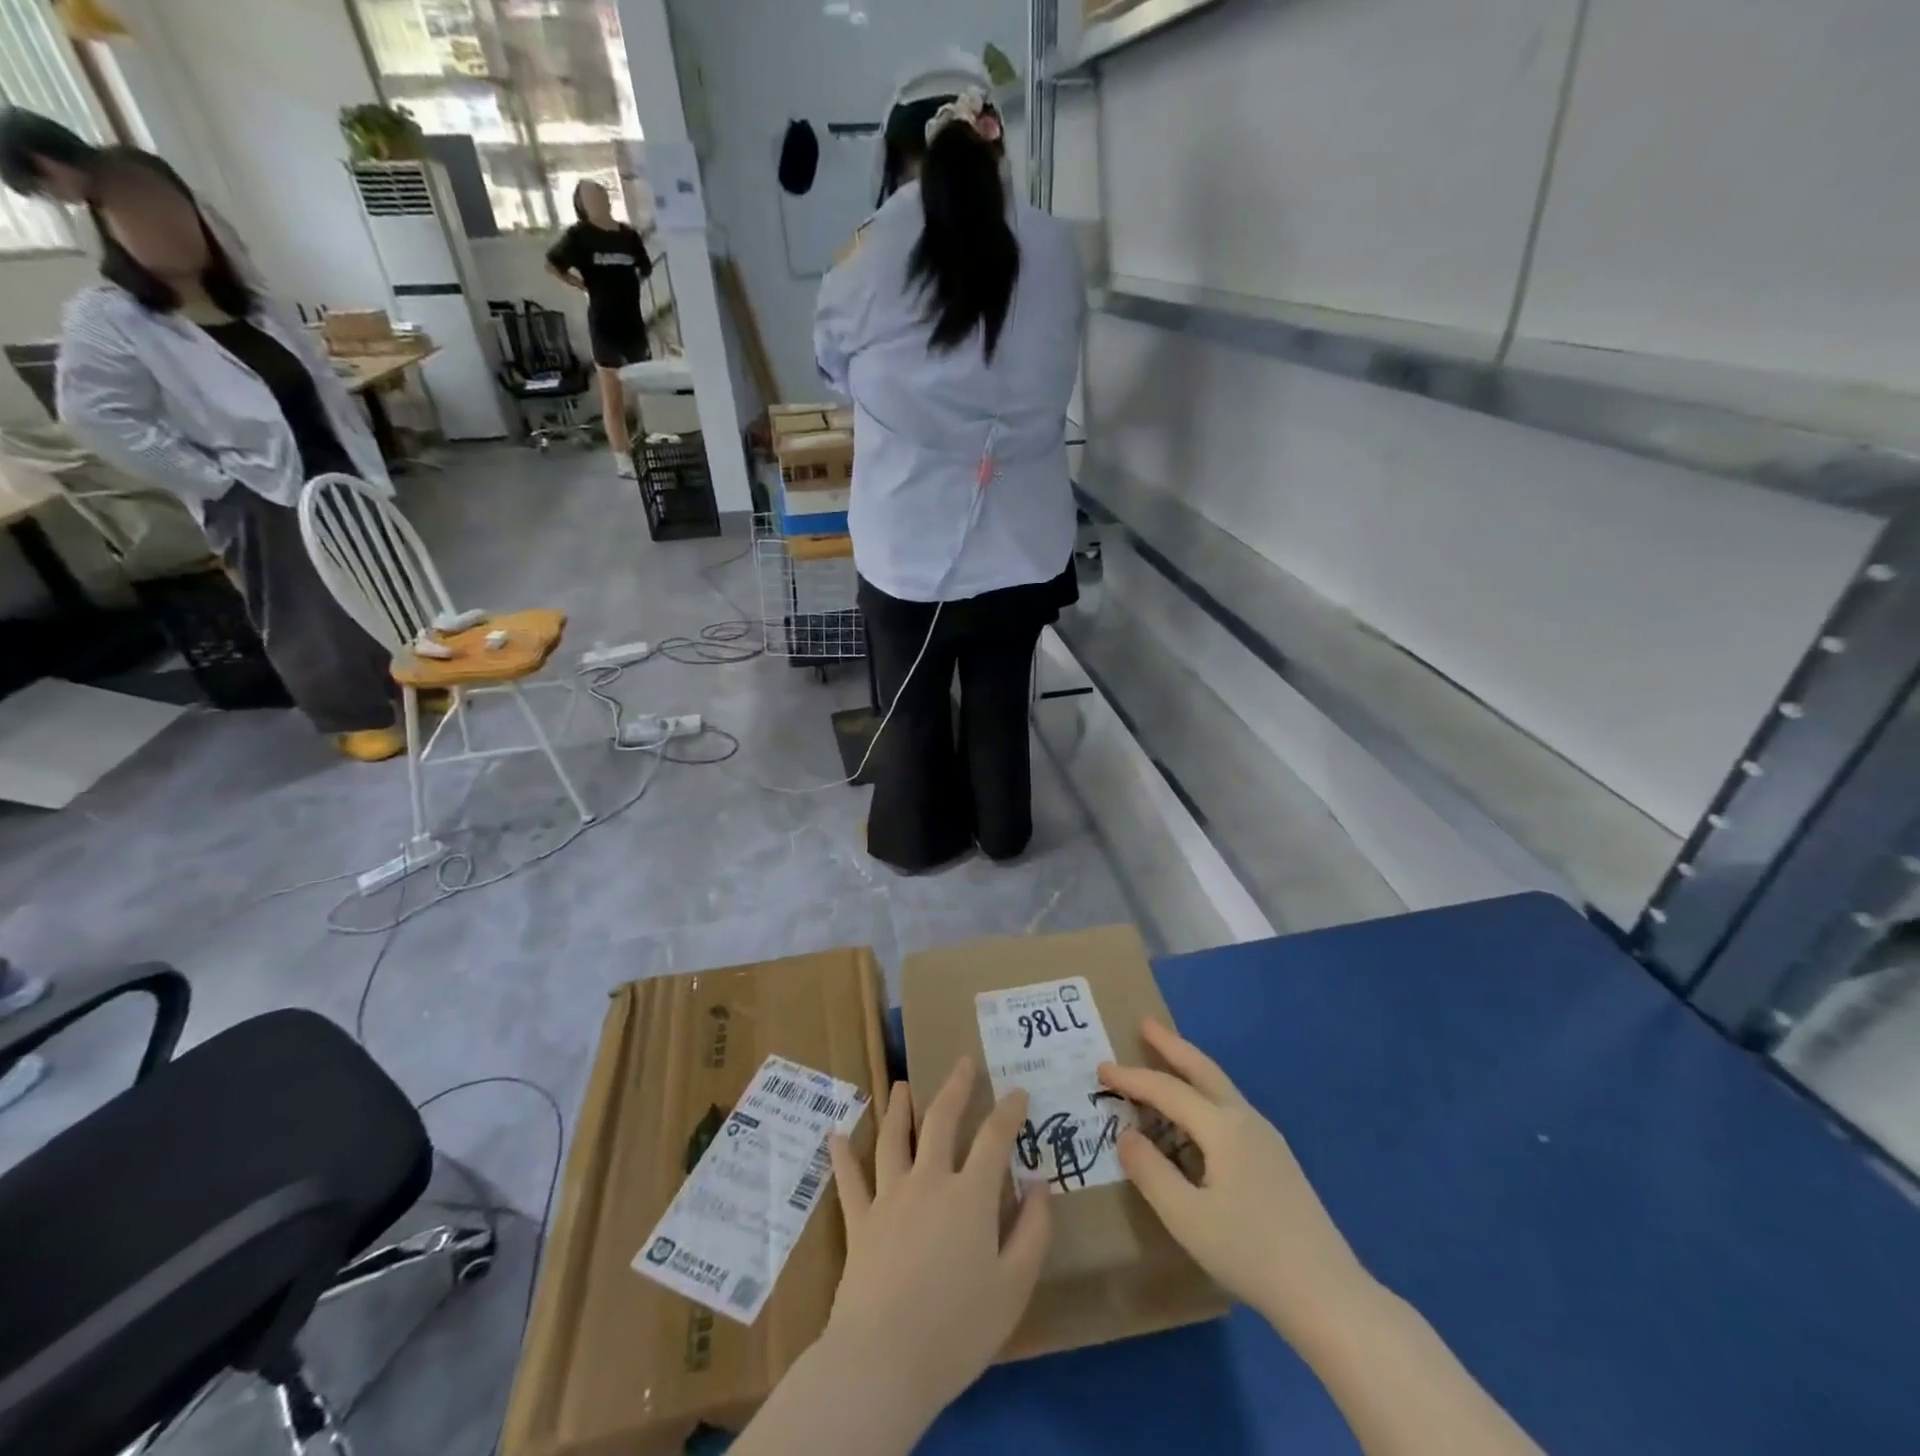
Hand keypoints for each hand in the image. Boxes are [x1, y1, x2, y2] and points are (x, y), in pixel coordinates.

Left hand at [824, 1059, 1051, 1424]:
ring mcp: (889, 1197)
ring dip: (899, 1108)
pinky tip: (835, 1135)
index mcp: (969, 1195)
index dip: (1009, 1110)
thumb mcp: (1013, 1287)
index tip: (1018, 1090)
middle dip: (955, 1087)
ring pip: (893, 1138)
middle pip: (941, 1120)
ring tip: (902, 1085)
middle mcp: (928, 1181)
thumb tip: (1040, 1185)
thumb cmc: (957, 1329)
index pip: (994, 1138)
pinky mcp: (859, 1221)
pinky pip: (849, 1181)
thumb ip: (1032, 1232)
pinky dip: (843, 1156)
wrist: (884, 1361)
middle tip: (963, 1062)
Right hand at [1099, 1018, 1373, 1346]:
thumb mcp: (1186, 1218)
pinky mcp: (1277, 1160)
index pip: (1167, 1090)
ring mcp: (1267, 1138)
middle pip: (1203, 1069)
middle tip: (1145, 1022)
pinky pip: (1230, 1108)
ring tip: (1166, 1060)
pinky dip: (1204, 1094)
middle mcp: (1246, 1120)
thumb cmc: (1250, 1253)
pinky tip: (1197, 1118)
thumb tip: (1126, 1135)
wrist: (1328, 1295)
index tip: (1101, 1069)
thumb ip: (1150, 1172)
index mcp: (1223, 1127)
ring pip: (1220, 1087)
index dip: (1131, 1078)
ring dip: (1190, 1068)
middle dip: (1172, 1044)